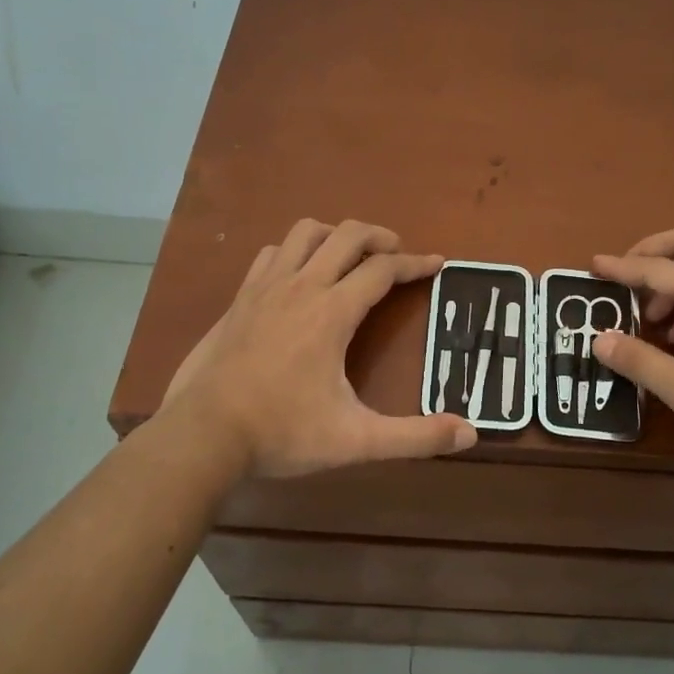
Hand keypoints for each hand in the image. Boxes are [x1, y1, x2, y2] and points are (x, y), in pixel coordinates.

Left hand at [160, 219, 477, 476]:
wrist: (203, 435)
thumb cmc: (283, 433)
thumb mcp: (357, 441)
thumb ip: (415, 437)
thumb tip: (470, 434)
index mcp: (332, 312)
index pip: (383, 270)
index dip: (415, 263)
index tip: (437, 263)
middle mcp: (301, 287)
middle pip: (347, 235)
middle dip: (380, 237)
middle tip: (398, 254)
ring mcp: (265, 288)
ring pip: (305, 233)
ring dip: (335, 235)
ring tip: (351, 256)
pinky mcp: (240, 299)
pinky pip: (272, 254)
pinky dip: (295, 251)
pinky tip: (299, 275)